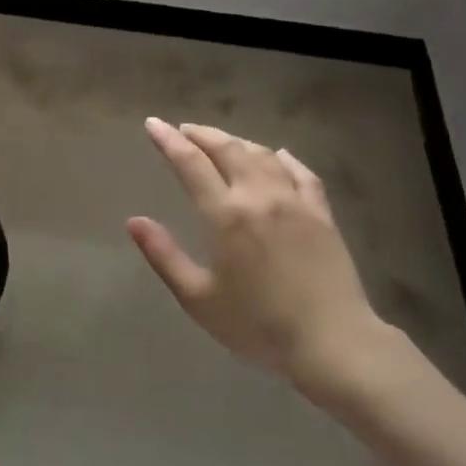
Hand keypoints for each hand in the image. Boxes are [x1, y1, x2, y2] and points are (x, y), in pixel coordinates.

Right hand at [128, 119, 389, 397]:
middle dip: (201, 134)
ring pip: (262, 155)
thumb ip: (164, 255)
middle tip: (183, 130)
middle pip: (227, 149)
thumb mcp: (198, 298)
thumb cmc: (257, 326)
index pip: (190, 163)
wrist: (332, 341)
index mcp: (226, 214)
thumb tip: (134, 221)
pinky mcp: (322, 213)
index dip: (169, 140)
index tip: (153, 124)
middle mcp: (259, 195)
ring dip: (237, 142)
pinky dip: (283, 158)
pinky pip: (301, 172)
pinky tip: (278, 155)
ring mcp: (295, 201)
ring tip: (221, 142)